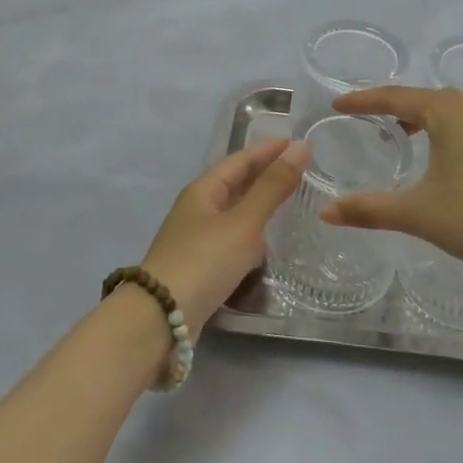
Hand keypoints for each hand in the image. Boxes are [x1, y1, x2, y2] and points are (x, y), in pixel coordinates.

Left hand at [140, 137, 309, 333]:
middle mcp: (198, 210)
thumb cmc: (204, 261)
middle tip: (301, 171)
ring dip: (260, 206)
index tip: (298, 143)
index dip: (268, 150)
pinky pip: (233, 241)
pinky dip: (253, 236)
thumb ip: (272, 187)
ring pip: (234, 213)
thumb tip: (300, 148)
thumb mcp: (243, 222)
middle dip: (265, 175)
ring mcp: (197, 240)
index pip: (240, 160)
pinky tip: (269, 246)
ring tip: (291, 204)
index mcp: (203, 191)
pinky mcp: (201, 268)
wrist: (162, 319)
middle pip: (236, 184)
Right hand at [321, 87, 462, 280]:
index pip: (393, 98)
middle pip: (420, 97)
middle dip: (390, 105)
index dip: (362, 101)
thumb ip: (369, 209)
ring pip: (445, 110)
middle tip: (363, 117)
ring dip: (418, 117)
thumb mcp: (418, 213)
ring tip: (397, 134)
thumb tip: (325, 212)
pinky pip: (462, 124)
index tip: (337, 105)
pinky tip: (438, 155)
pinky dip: (441, 129)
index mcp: (446, 111)